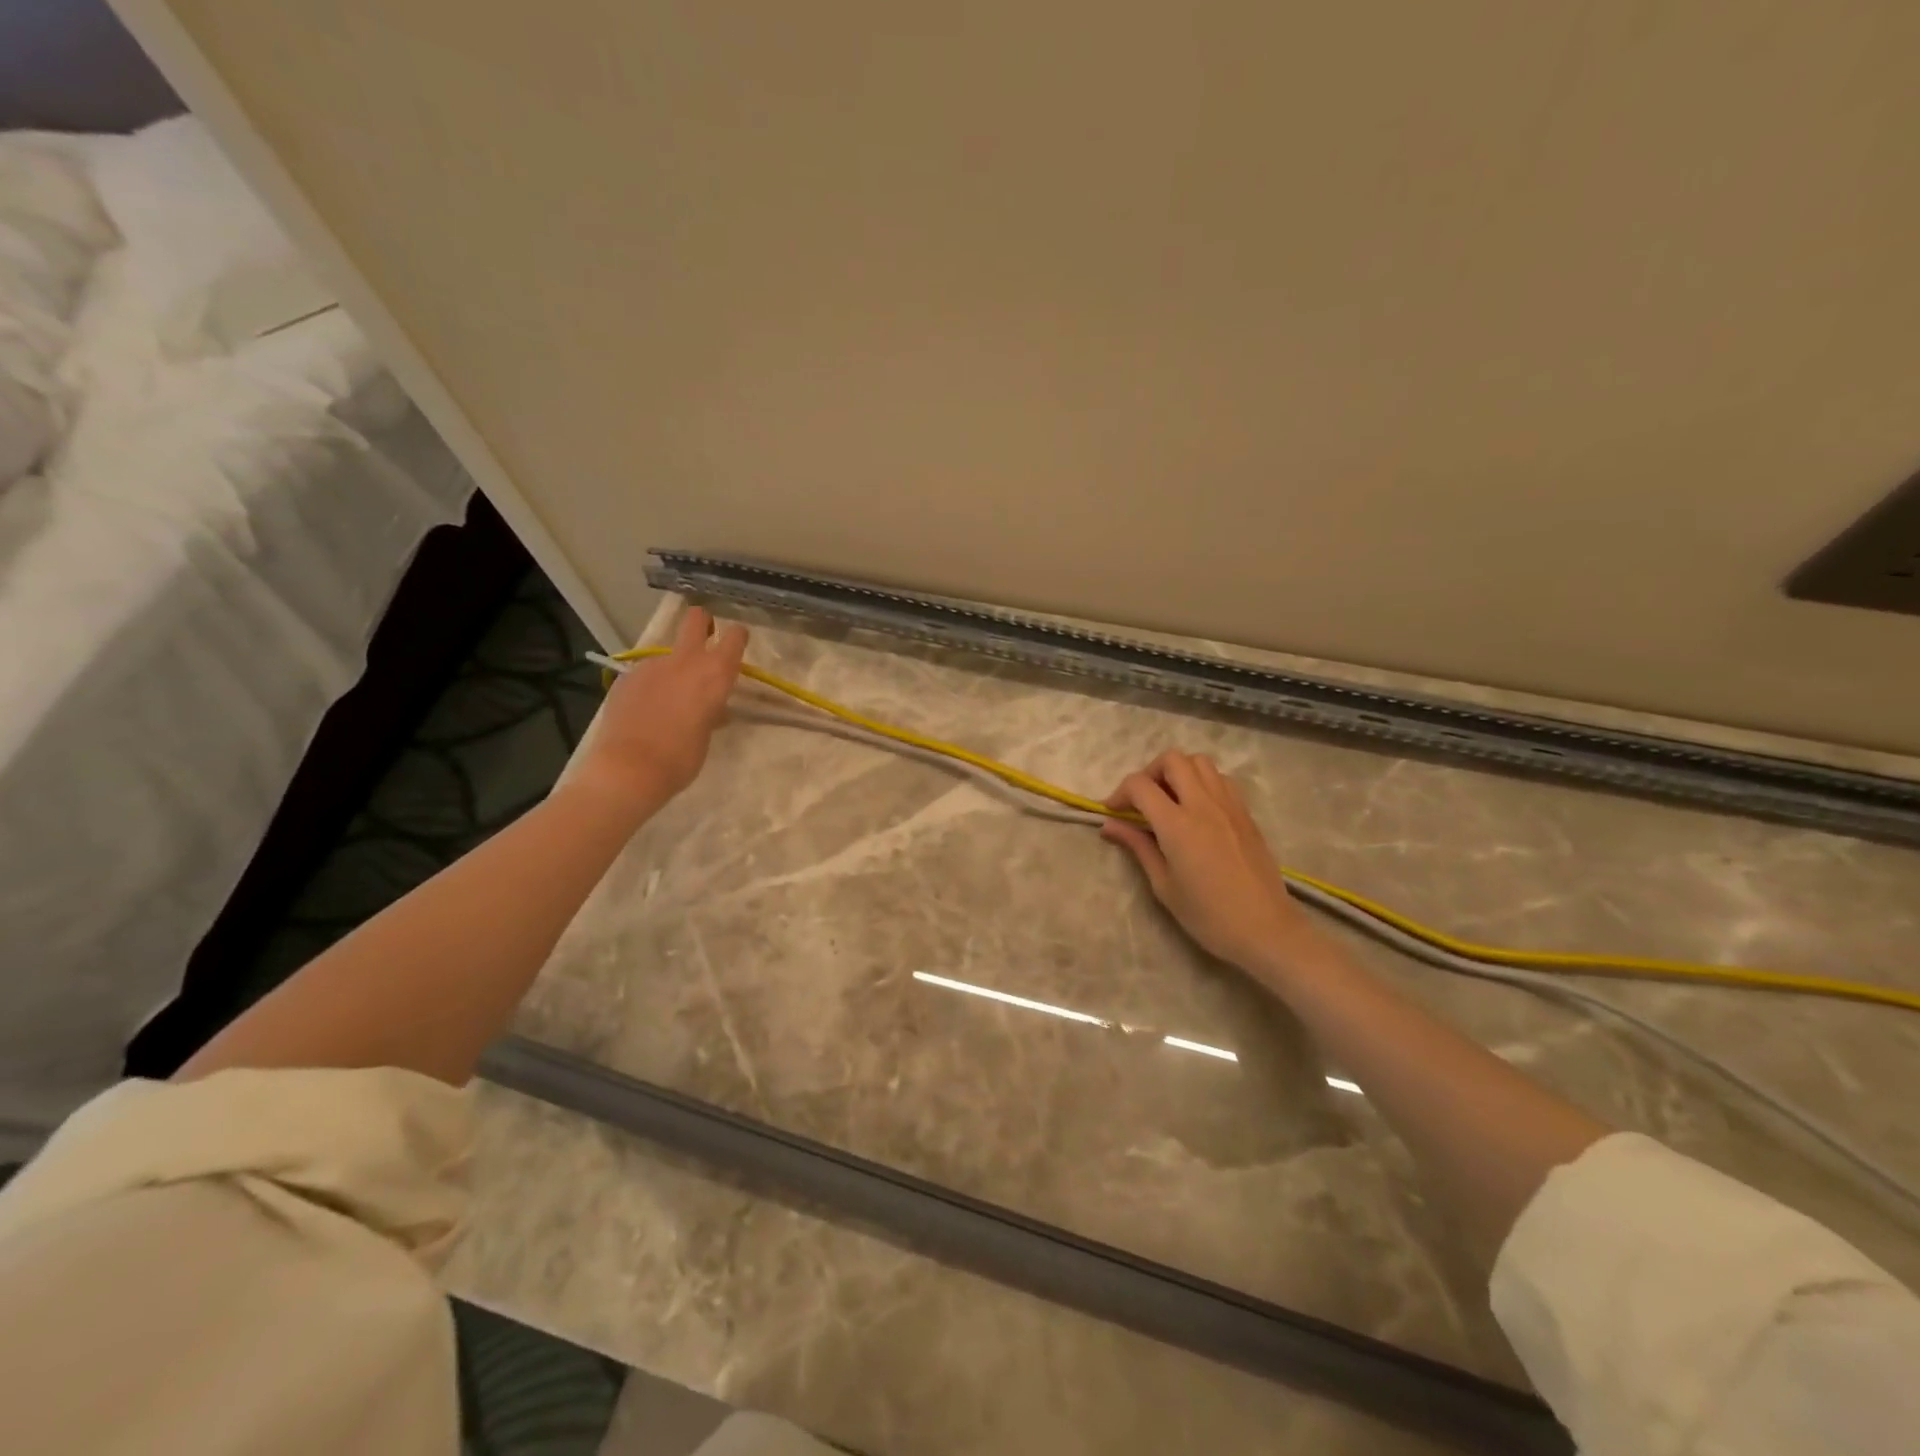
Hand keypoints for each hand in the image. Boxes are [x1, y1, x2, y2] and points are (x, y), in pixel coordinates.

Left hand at [575, 607, 747, 808]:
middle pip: (695, 620)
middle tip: (705, 635)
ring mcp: (651, 666)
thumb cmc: (681, 758)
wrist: (628, 768)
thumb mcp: (707, 735)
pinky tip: (645, 711)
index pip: (734, 637)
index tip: (737, 644)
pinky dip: (651, 685)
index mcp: (714, 674)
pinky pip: (646, 674)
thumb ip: (711, 712)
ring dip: (673, 667)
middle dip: (702, 622)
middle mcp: (685, 661)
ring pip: (668, 654)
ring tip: (668, 700)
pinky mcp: (626, 678)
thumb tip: (712, 708)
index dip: (737, 637)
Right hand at [1102, 751, 1325, 983]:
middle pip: (1172, 760)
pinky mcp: (1245, 813)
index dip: (1119, 792)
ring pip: (1200, 762)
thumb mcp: (1164, 885)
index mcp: (1177, 825)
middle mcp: (1203, 805)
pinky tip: (1197, 809)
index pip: (1140, 785)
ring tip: (1170, 800)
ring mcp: (1229, 805)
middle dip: (1149, 773)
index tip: (1113, 812)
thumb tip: (1110, 825)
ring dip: (1179, 772)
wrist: (1265, 929)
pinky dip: (1203, 782)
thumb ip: (1138, 847)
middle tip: (1142, 800)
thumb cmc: (1208, 915)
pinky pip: (1221, 779)